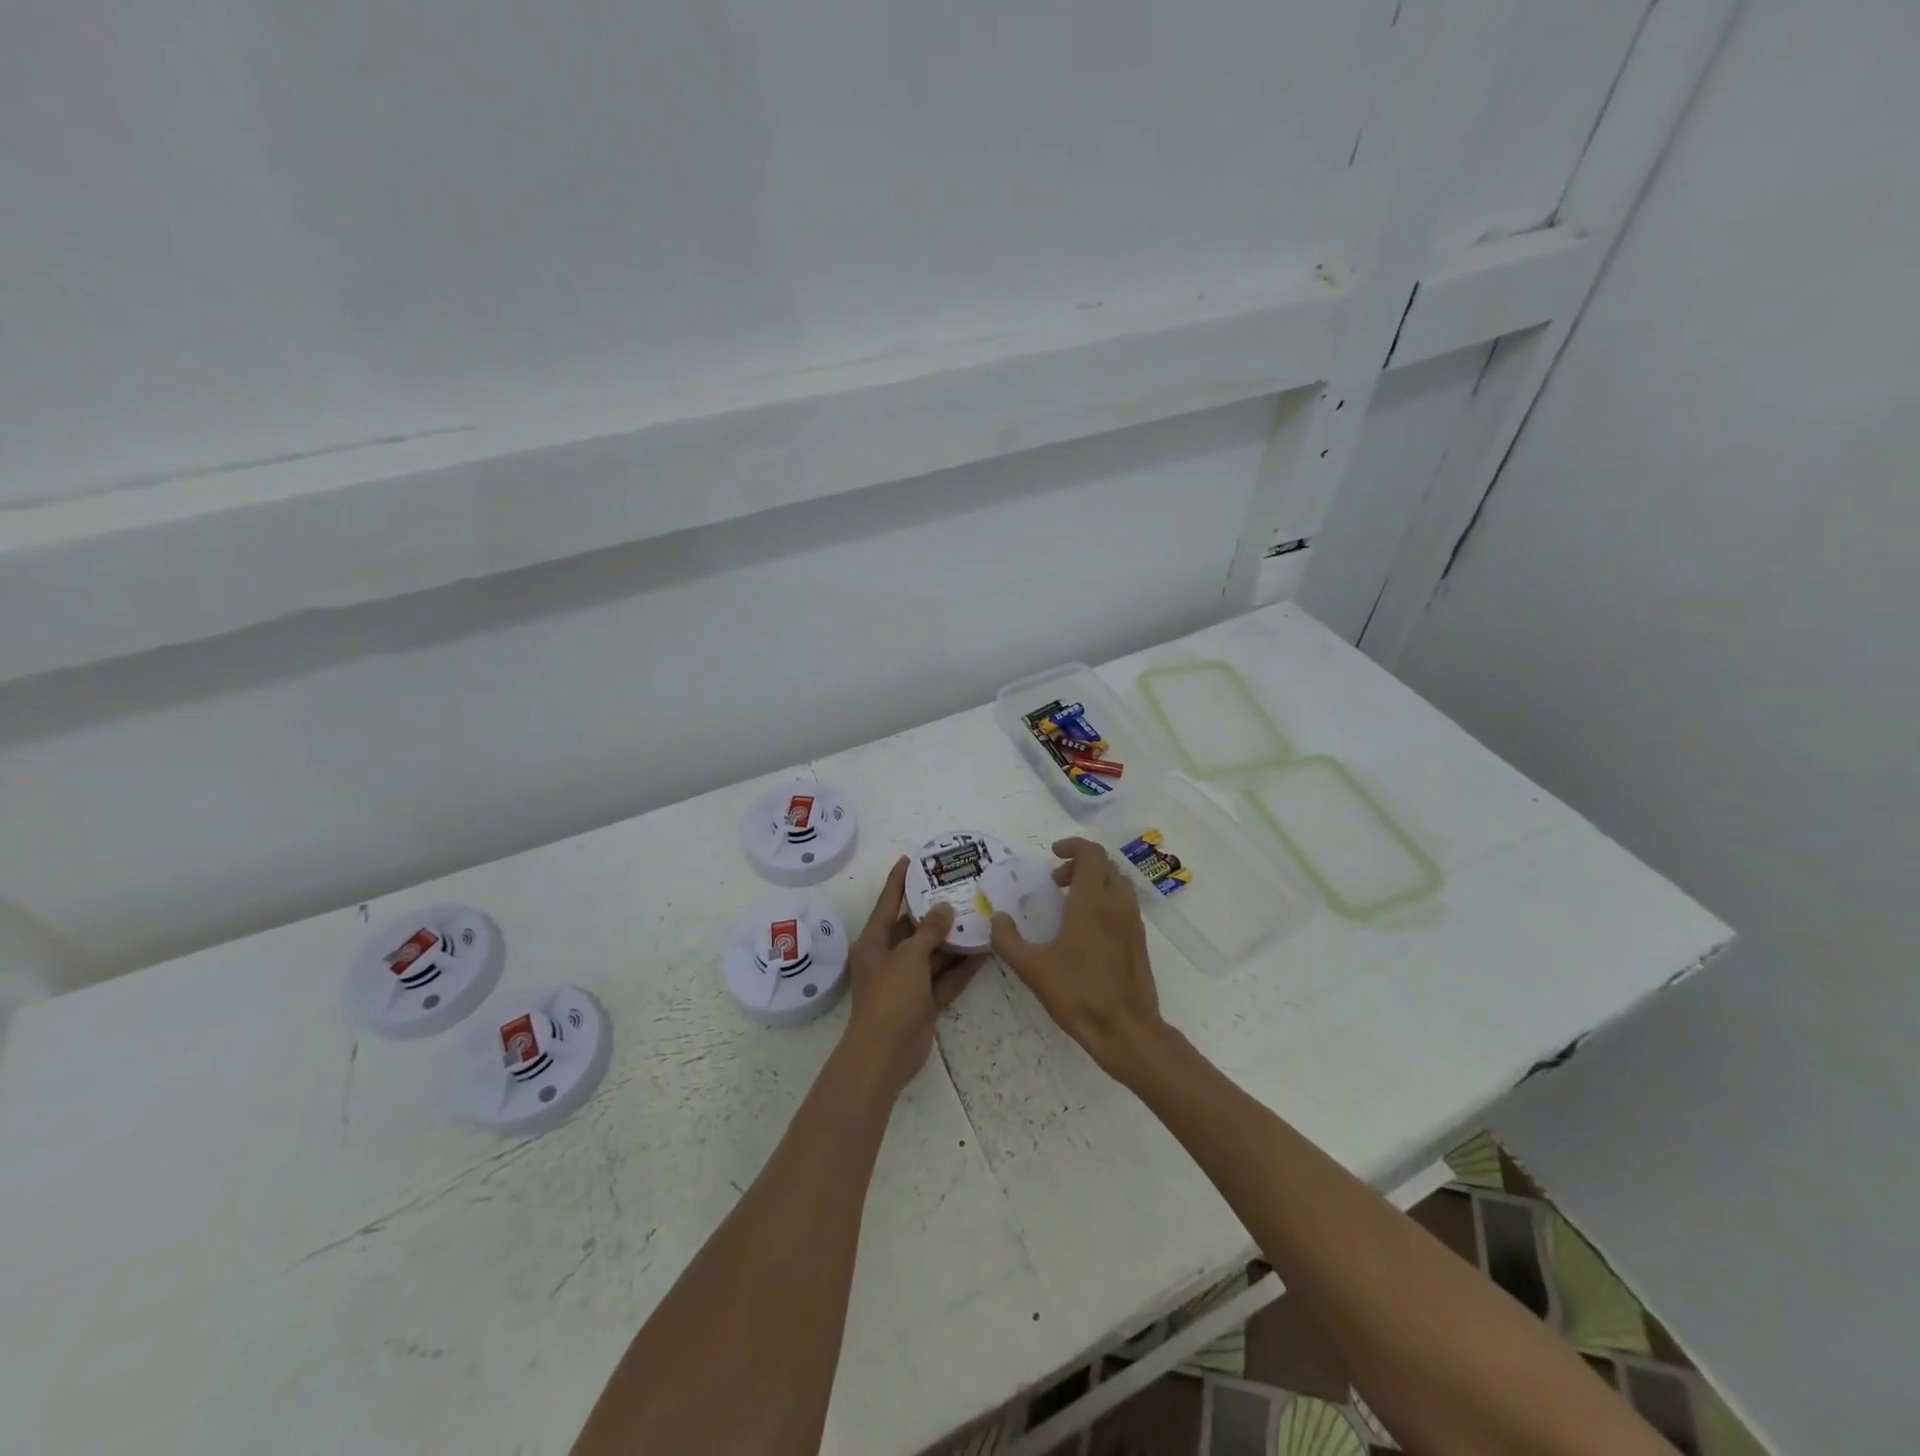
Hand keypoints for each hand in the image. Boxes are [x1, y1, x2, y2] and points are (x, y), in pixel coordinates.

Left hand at [839, 857, 985, 1099]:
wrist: (885, 1055)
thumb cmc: (890, 997)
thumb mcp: (909, 957)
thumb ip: (928, 931)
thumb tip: (943, 908)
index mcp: (874, 942)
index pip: (887, 903)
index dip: (898, 881)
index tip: (911, 859)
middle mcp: (889, 958)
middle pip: (914, 928)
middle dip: (935, 912)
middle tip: (959, 889)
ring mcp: (907, 982)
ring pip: (933, 954)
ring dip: (953, 940)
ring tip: (980, 917)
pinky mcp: (924, 1002)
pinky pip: (944, 978)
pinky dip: (961, 968)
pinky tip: (985, 953)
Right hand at [989, 837, 1167, 1082]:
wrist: (1126, 1030)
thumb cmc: (1078, 994)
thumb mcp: (1031, 968)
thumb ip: (1008, 940)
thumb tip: (998, 918)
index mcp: (1092, 902)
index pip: (1091, 854)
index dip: (1072, 846)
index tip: (1053, 853)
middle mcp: (1117, 904)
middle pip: (1104, 865)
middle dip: (1079, 864)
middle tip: (1056, 882)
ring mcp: (1133, 922)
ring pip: (1117, 884)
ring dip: (1094, 881)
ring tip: (1070, 904)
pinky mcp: (1139, 941)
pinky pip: (1124, 904)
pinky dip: (1106, 900)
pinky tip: (1087, 929)